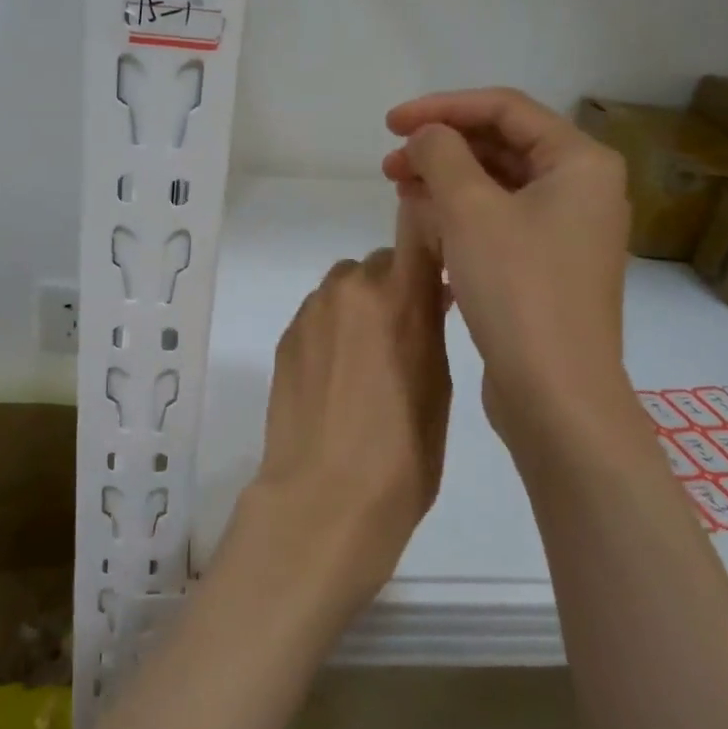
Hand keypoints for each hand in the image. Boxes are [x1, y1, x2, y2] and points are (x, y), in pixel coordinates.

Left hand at [229, 201, 451, 620]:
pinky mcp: (286, 338)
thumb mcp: (439, 386)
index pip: (414, 230)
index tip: (441, 261)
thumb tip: (432, 292)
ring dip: (362, 305)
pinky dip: (334, 328)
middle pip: (379, 264)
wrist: (323, 497)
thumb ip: (431, 326)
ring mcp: (310, 313)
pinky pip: (319, 314)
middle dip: (396, 286)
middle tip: (409, 331)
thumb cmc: (402, 454)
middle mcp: (348, 290)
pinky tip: (339, 374)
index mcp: (397, 297)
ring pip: (345, 287)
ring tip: (371, 357)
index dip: (429, 236)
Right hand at [382, 87, 632, 456]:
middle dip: (441, 148)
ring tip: (399, 191)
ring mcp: (565, 231)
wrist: (555, 392)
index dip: (443, 107)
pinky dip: (460, 215)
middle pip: (502, 146)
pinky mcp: (546, 266)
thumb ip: (441, 155)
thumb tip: (426, 137)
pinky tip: (424, 224)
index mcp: (579, 162)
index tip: (391, 123)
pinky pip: (499, 222)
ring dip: (446, 181)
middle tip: (389, 163)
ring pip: (497, 186)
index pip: (505, 109)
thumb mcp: (469, 210)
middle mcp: (581, 189)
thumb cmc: (517, 289)